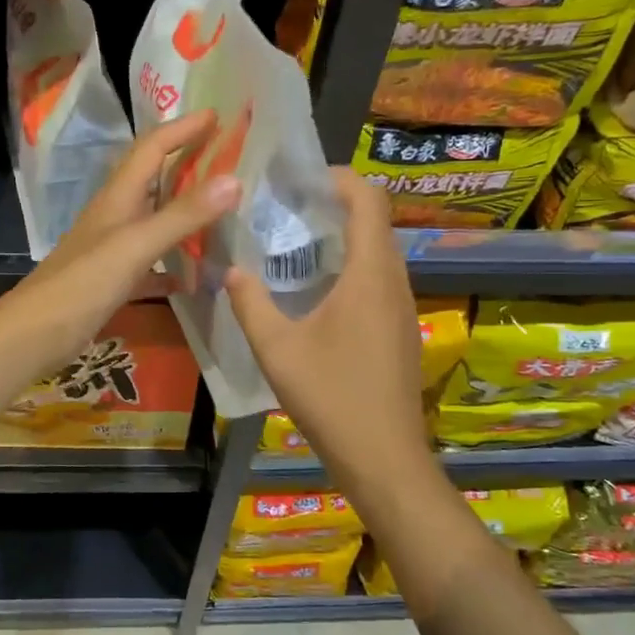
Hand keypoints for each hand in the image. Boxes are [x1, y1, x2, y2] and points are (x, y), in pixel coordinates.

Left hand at [0, 110, 239, 381]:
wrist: (36, 333)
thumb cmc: (84, 283)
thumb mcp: (136, 245)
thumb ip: (183, 215)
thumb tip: (234, 179)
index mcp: (118, 197)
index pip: (151, 148)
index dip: (182, 129)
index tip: (217, 115)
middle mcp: (115, 216)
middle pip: (154, 179)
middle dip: (187, 163)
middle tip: (229, 158)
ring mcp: (113, 249)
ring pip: (155, 220)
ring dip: (185, 213)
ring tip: (224, 212)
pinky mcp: (113, 281)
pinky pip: (152, 263)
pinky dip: (174, 264)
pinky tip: (197, 275)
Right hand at [225, 167, 434, 493]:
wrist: (382, 457)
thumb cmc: (331, 397)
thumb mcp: (276, 349)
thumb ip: (250, 303)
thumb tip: (231, 269)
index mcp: (369, 276)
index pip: (368, 201)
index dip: (339, 178)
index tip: (300, 178)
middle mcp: (394, 282)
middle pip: (375, 222)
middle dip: (335, 205)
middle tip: (287, 208)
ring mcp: (402, 308)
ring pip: (378, 253)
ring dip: (343, 238)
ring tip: (296, 244)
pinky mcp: (400, 330)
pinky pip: (379, 280)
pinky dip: (351, 268)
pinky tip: (316, 292)